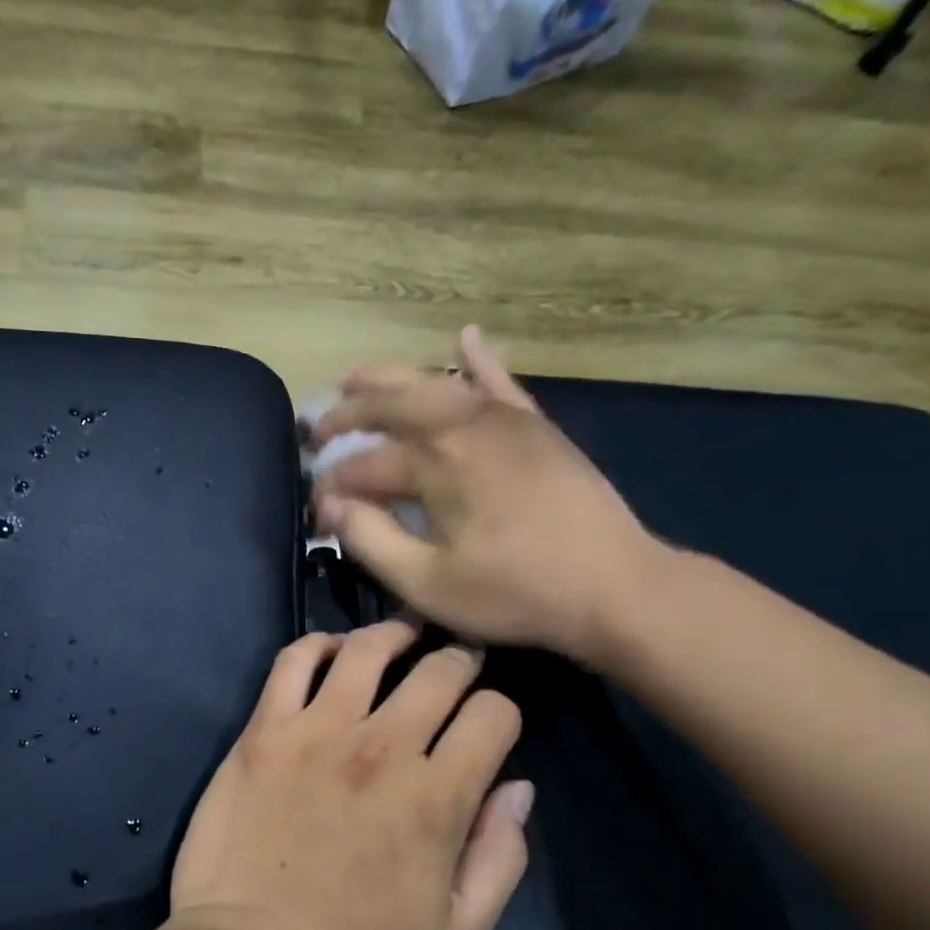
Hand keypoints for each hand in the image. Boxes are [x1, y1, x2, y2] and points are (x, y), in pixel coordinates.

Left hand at [168, 621, 532, 929]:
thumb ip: (501, 857)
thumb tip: (519, 789)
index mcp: (438, 795)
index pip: (493, 715)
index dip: (501, 712)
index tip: (488, 724)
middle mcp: (383, 747)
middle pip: (439, 671)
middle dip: (459, 661)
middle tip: (456, 663)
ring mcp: (318, 731)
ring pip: (367, 651)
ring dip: (394, 634)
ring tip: (403, 635)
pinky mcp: (265, 730)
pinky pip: (293, 662)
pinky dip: (317, 644)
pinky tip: (331, 650)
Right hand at [309, 326, 660, 665]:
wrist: (614, 586)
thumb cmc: (514, 593)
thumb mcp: (427, 583)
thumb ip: (371, 540)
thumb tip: (332, 506)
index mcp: (436, 463)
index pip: (362, 465)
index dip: (331, 486)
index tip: (316, 510)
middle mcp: (464, 424)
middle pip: (389, 404)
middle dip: (345, 415)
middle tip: (316, 431)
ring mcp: (504, 418)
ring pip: (435, 382)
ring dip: (388, 378)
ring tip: (353, 379)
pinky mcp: (535, 426)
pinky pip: (500, 382)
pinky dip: (478, 359)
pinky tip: (463, 336)